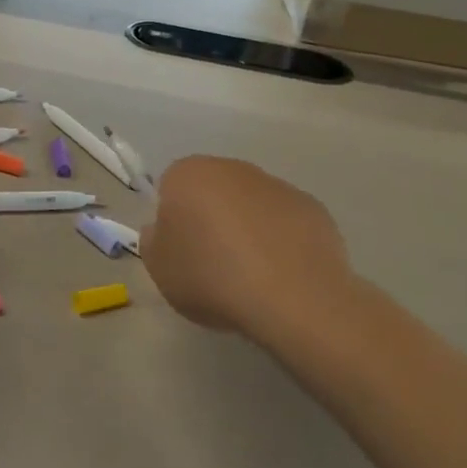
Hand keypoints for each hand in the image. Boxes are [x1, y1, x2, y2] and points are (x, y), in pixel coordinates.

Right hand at [141, 156, 365, 348]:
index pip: (171, 187)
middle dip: (211, 218)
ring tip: (251, 275)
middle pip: (213, 190)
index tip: (181, 251)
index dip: (173, 220)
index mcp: (188, 175)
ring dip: (248, 228)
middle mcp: (232, 168)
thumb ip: (153, 241)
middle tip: (212, 262)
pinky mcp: (313, 208)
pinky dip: (281, 241)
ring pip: (251, 204)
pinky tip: (282, 274)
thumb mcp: (159, 269)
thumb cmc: (212, 278)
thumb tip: (163, 229)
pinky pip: (285, 221)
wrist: (293, 299)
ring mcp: (277, 185)